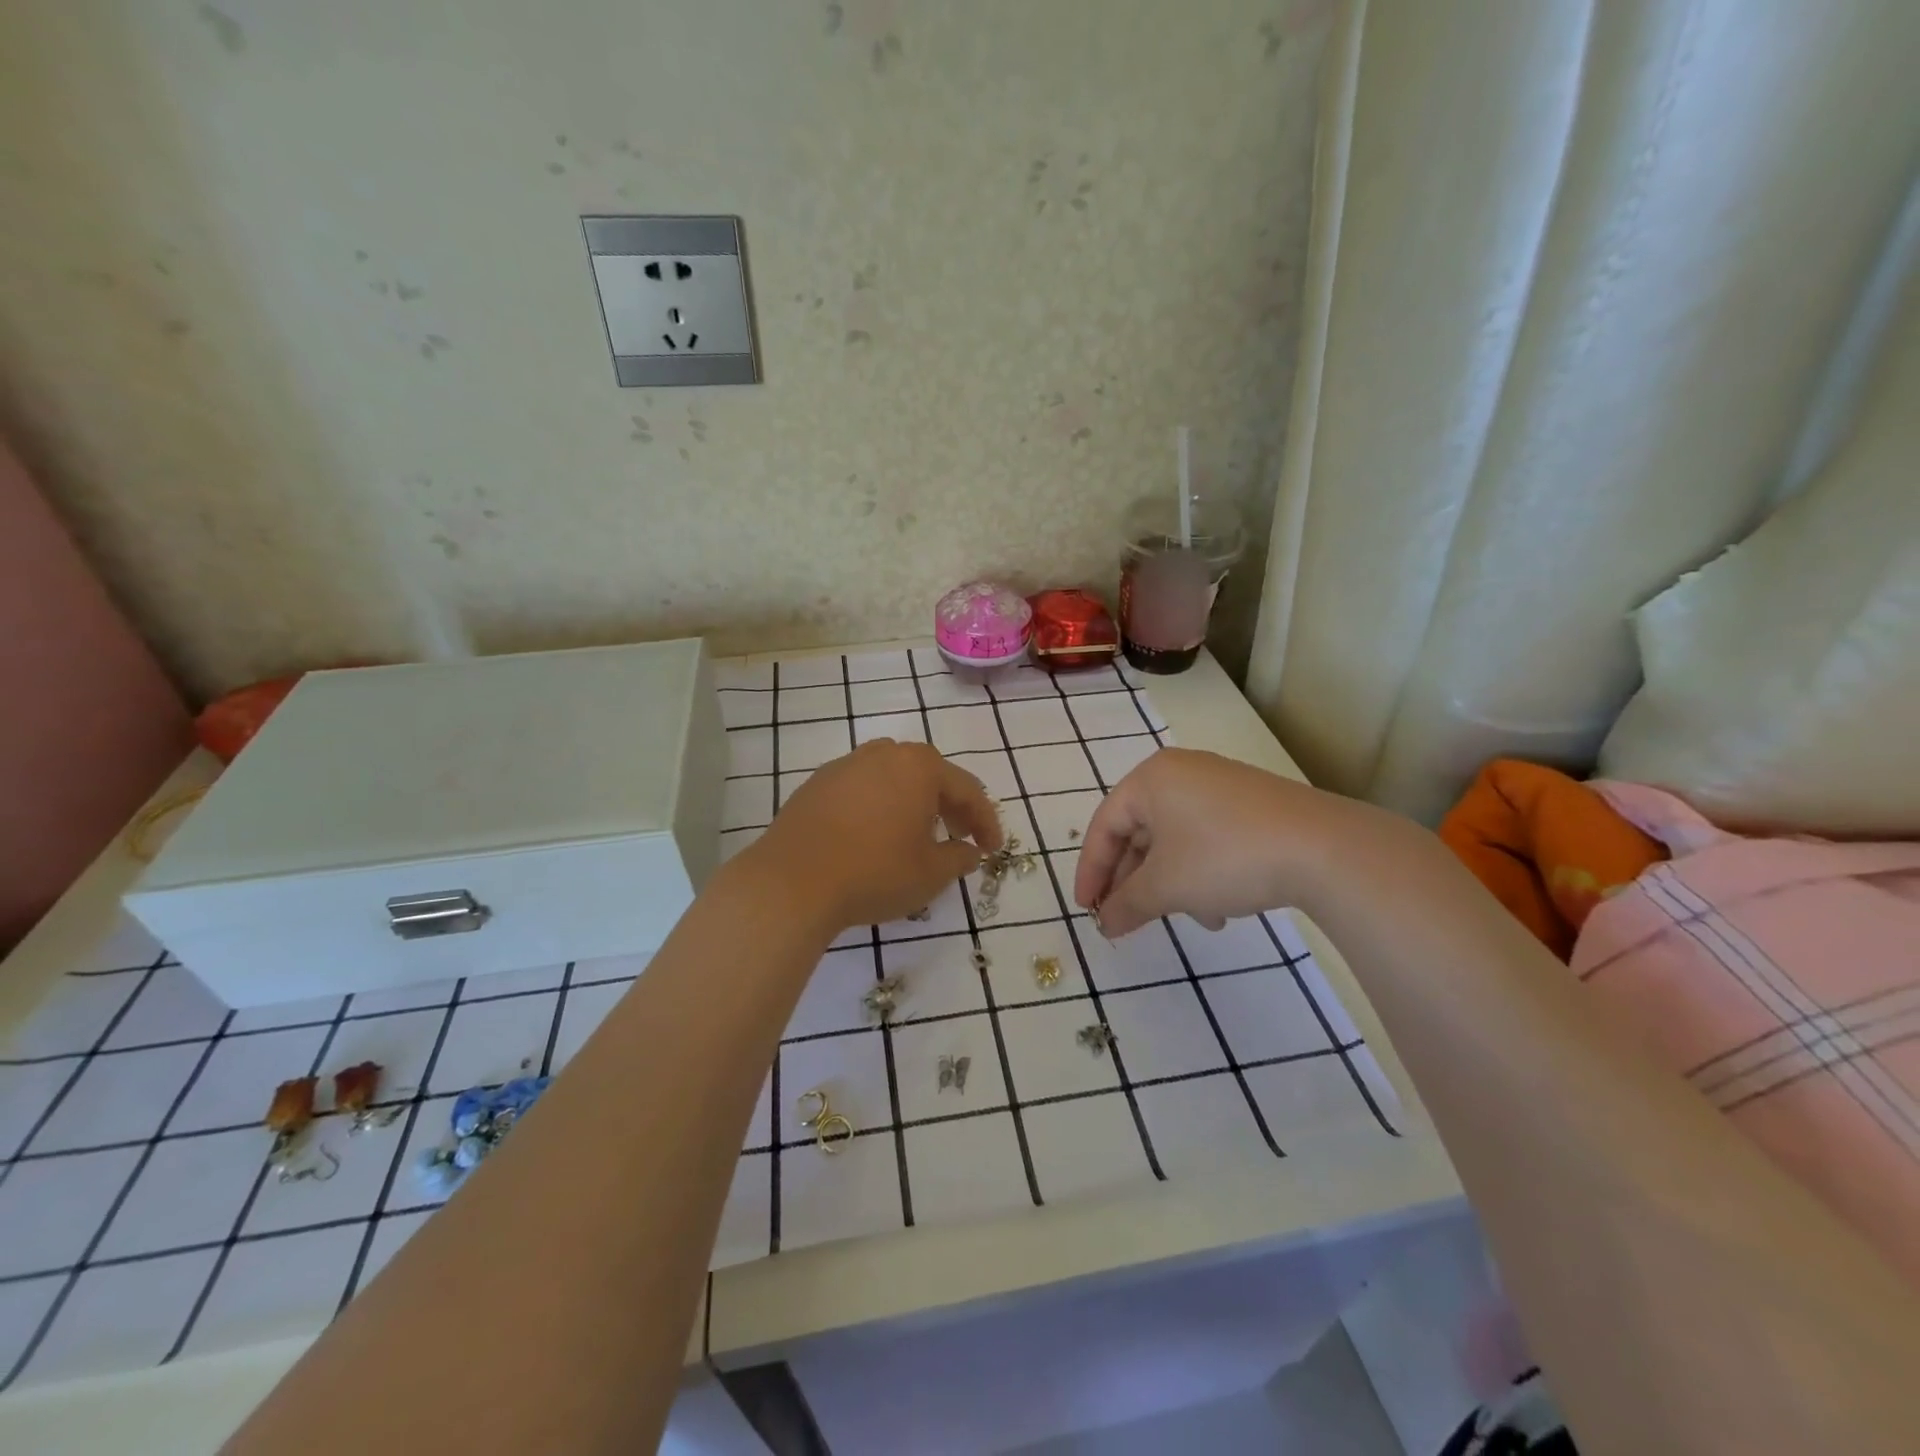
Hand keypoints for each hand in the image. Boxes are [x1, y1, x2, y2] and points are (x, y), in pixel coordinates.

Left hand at [747, 739, 1003, 931]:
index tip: (992, 849)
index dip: (985, 822)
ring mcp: (845, 765)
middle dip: (950, 807)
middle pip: (929, 776)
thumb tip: (968, 852)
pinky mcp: (816, 784)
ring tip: (917, 834)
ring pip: (893, 778)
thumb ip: (959, 858)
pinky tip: (875, 835)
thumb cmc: (874, 873)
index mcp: (919, 766)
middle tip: (960, 838)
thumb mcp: (931, 873)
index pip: (967, 789)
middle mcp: (883, 754)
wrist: (791, 882)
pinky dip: (879, 807)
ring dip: (913, 803)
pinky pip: (862, 789)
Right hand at [1074, 748, 1360, 936]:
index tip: (1088, 909)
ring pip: (1175, 839)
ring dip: (1169, 883)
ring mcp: (1220, 784)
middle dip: (1133, 881)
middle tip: (1126, 918)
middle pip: (1139, 832)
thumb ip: (1126, 904)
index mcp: (1151, 778)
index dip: (1091, 871)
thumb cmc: (1225, 857)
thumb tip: (1105, 924)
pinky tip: (1219, 908)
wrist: (1324, 849)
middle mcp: (1182, 772)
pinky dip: (1200, 871)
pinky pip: (1206, 837)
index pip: (1104, 825)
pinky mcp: (1251, 803)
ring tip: (1185, 919)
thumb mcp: (1166, 886)